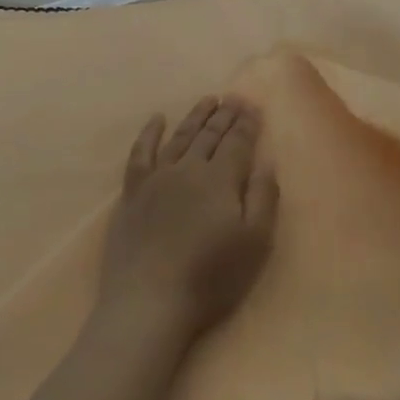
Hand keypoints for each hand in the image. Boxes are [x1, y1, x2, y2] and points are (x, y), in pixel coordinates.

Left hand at [99, 97, 279, 344]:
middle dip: (225, 115)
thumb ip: (263, 197)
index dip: (247, 123)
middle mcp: (188, 168)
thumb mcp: (254, 242)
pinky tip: (156, 119)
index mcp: (220, 179)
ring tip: (207, 100)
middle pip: (210, 135)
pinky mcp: (132, 193)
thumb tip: (267, 161)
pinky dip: (149, 133)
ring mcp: (157, 178)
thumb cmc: (210, 277)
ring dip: (195, 116)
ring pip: (179, 137)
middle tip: (234, 97)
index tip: (253, 105)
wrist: (149, 302)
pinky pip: (141, 152)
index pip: (237, 142)